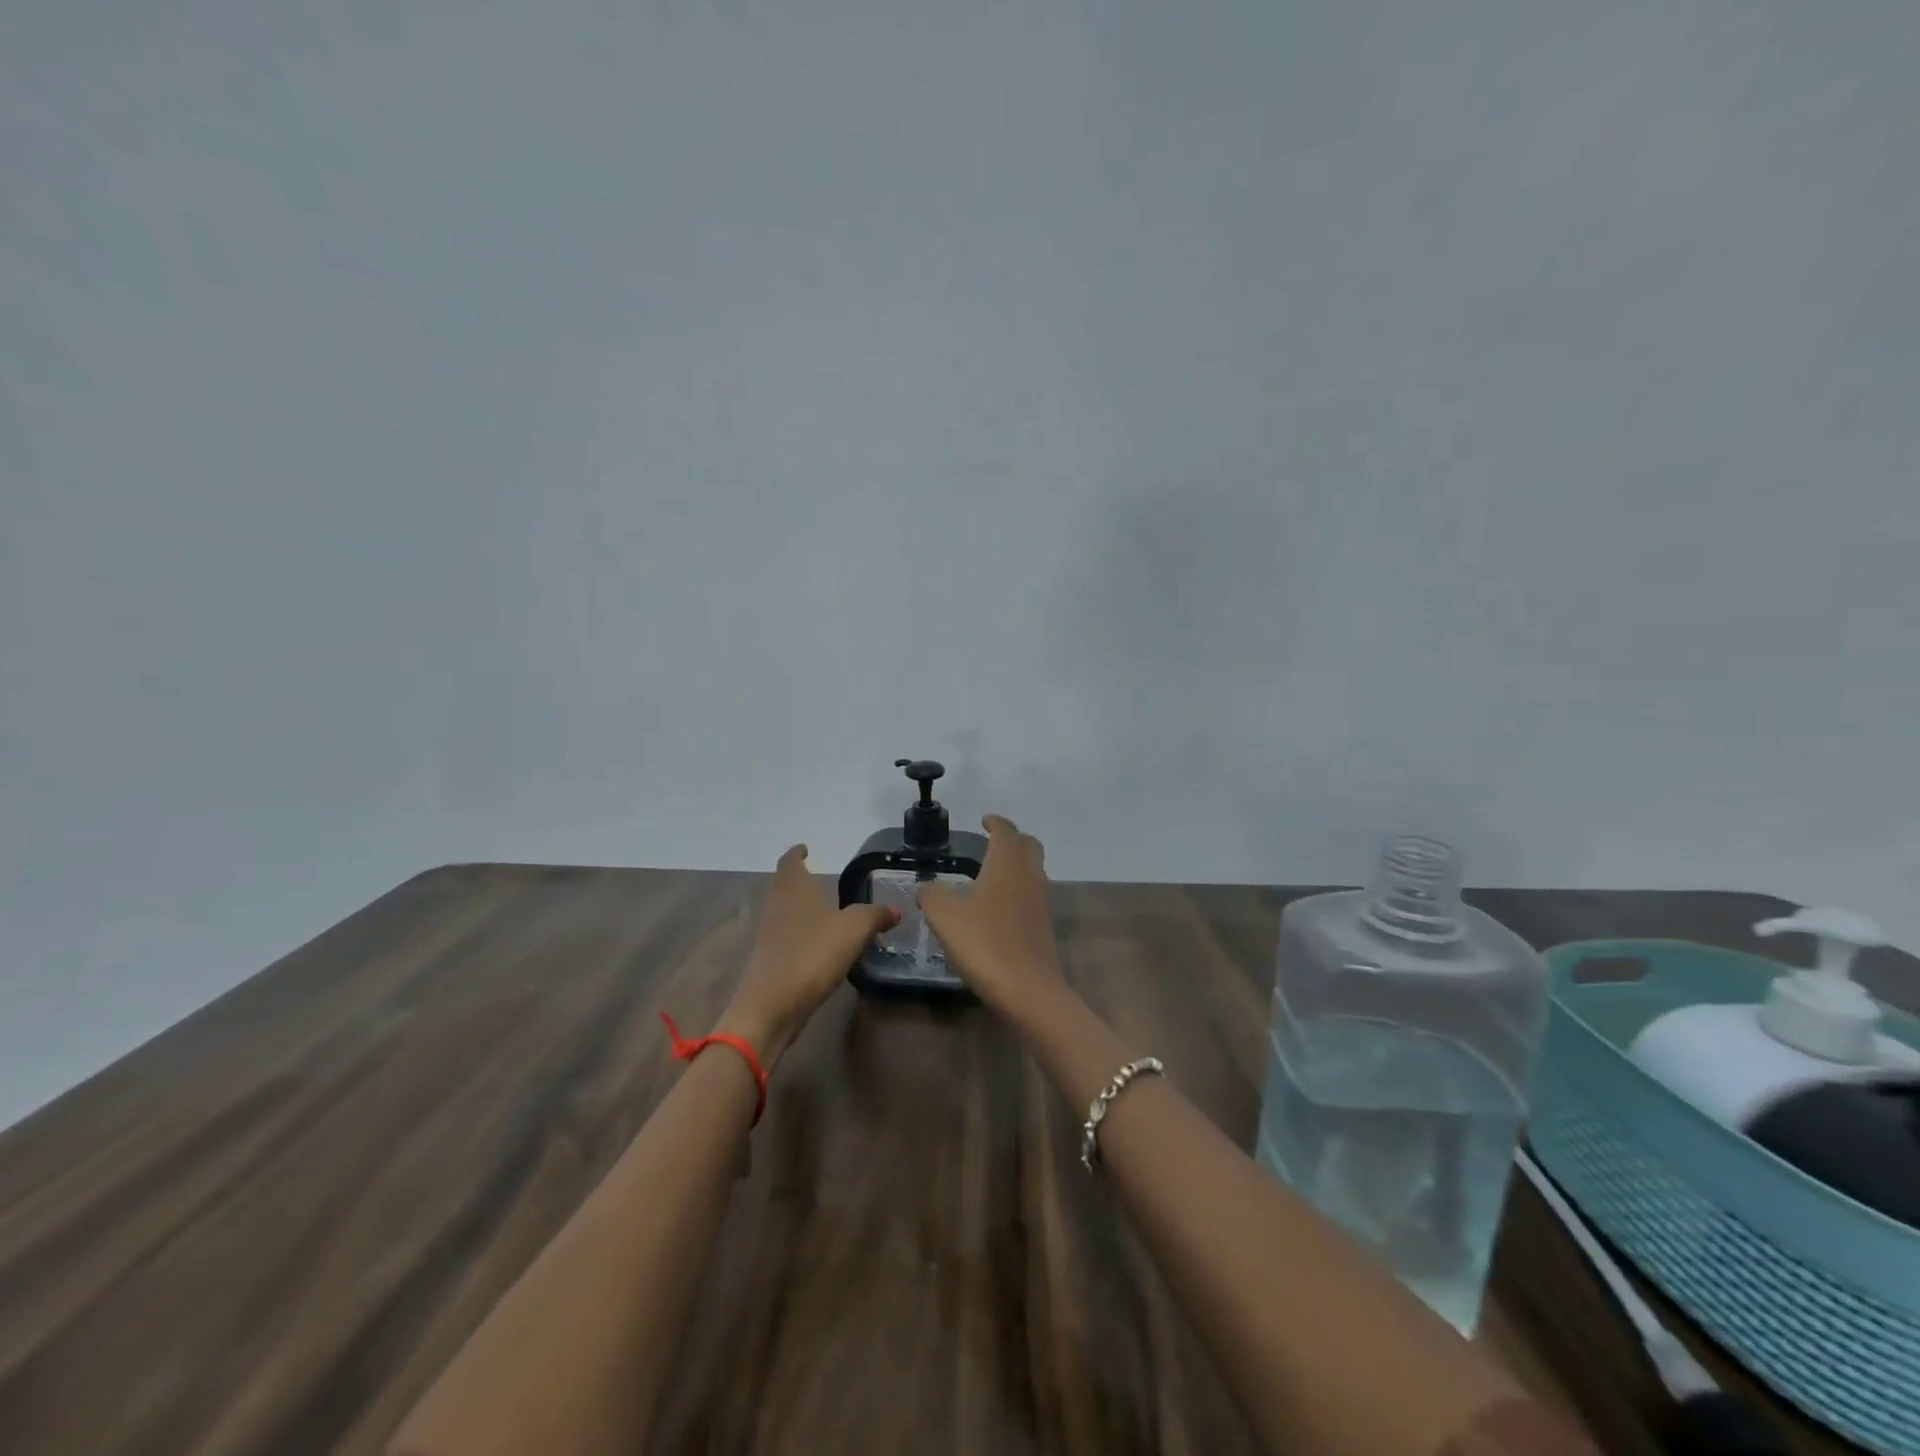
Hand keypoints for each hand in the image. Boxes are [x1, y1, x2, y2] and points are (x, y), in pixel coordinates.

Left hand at [720, 845, 899, 1067]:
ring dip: (799, 906)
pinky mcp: (768, 960)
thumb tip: (896, 910)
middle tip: (820, 878)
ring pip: (784, 909)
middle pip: (784, 883)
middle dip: (799, 879)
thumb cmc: (811, 955)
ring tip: (824, 910)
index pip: (790, 861)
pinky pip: (786, 935)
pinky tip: (818, 944)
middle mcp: (776, 904)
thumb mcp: (853, 930)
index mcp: (793, 888)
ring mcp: (768, 934)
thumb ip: (875, 915)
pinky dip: (800, 932)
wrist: (769, 1007)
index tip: (806, 849)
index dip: (797, 853)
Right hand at [920, 815, 1066, 1014]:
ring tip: (991, 873)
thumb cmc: (984, 943)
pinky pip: (1033, 894)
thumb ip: (932, 895)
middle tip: (991, 842)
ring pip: (1034, 869)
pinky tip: (999, 906)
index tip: (984, 821)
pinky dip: (1019, 889)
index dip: (995, 822)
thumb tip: (926, 886)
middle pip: (1028, 845)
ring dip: (1017, 864)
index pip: (1006, 830)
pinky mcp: (1044, 925)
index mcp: (1007, 863)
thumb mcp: (945, 916)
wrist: (1028, 989)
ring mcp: (1041, 901)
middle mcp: (1030, 874)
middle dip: (1012, 839)